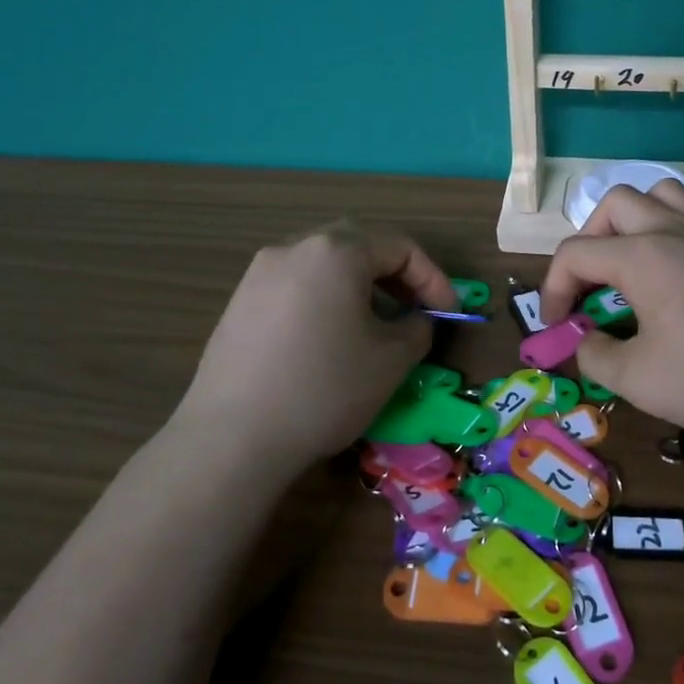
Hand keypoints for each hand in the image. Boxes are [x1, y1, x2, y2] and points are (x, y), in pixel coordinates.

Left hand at [171, 222, 456, 472]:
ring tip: (372, 326)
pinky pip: (295, 287)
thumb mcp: (392, 360)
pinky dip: (323, 300)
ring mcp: (259, 274)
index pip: (400, 248)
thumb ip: (417, 328)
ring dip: (357, 286)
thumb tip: (415, 320)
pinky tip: (327, 340)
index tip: (449, 313)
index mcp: (336, 251)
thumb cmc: (326, 388)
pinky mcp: (238, 303)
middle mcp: (294, 248)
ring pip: (323, 265)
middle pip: (358, 246)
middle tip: (413, 310)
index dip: (433, 279)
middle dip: (394, 276)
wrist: (233, 437)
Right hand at [542, 183, 683, 438]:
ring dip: (636, 218)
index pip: (575, 254)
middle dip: (589, 240)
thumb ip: (595, 355)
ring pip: (663, 191)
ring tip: (635, 259)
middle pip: (614, 204)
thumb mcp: (639, 381)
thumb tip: (583, 339)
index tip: (559, 327)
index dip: (553, 289)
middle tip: (592, 285)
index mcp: (641, 256)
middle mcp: (674, 229)